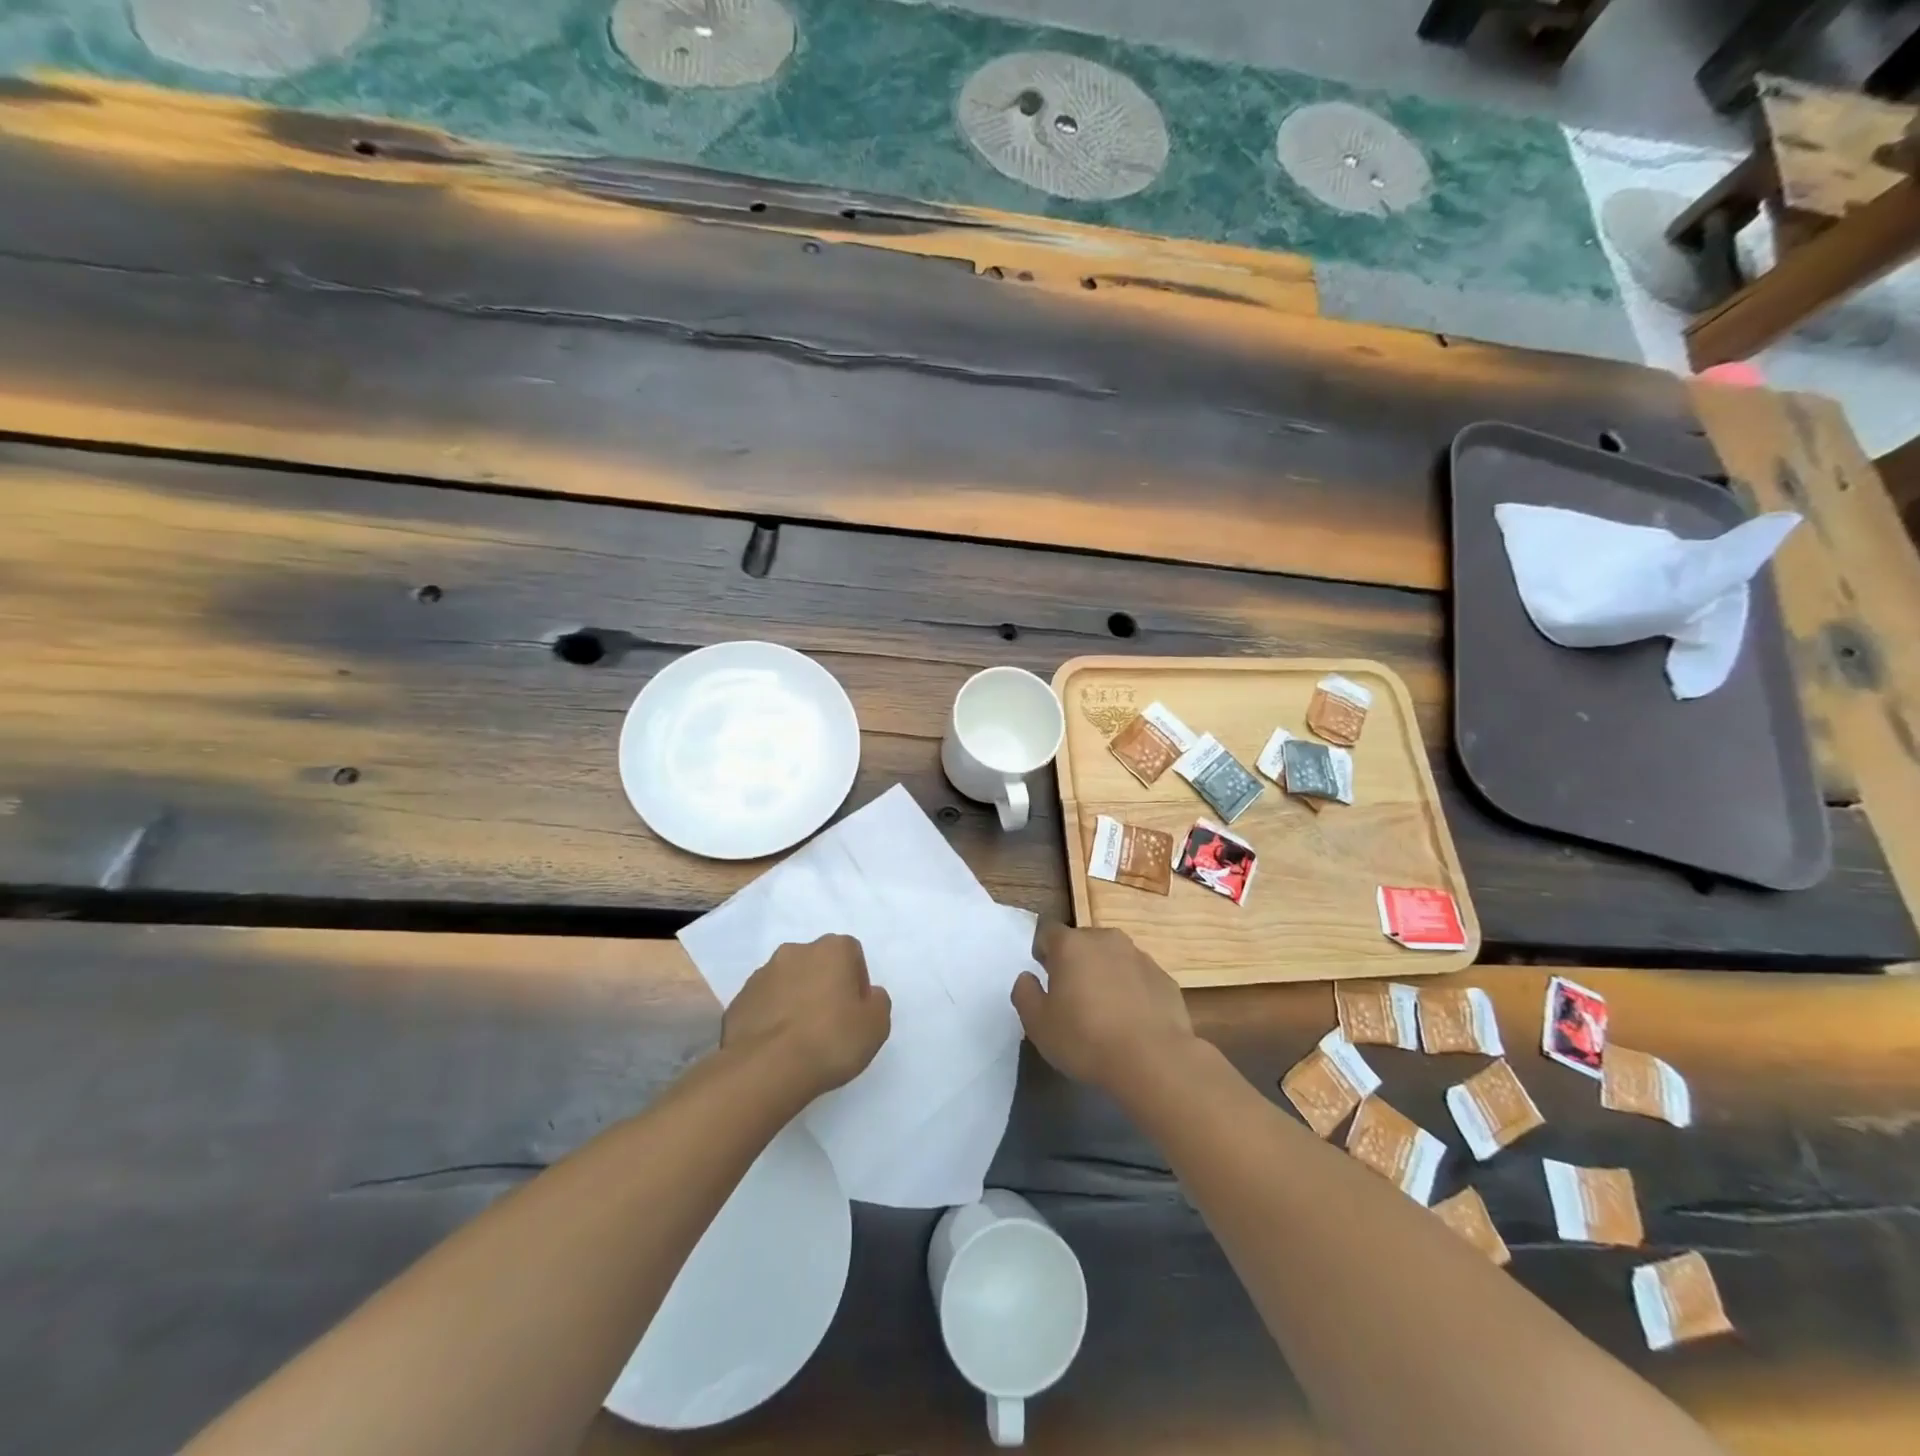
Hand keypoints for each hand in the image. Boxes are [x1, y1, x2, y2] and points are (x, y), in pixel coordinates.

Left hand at [722, 935, 891, 1102]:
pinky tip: (777, 1046)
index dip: (856, 983)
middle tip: (830, 1024)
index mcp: (832, 948)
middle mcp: (795, 951)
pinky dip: (772, 1017)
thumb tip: (867, 996)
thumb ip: (877, 1002)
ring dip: (796, 1000)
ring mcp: (762, 974)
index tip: (855, 1012)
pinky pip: (764, 1004)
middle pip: (817, 964)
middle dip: (824, 986)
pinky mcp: (739, 1000)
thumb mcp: (876, 1025)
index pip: (852, 954)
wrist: (765, 1068)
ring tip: (800, 1038)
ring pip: (788, 982)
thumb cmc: (830, 1040)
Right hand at [1012, 924, 1195, 1092]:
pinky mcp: (1164, 978)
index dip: (1042, 950)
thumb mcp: (1038, 1024)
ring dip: (1105, 974)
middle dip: (1075, 962)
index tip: (1044, 975)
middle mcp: (1106, 940)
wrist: (1153, 1060)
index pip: (1047, 931)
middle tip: (1071, 997)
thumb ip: (1025, 994)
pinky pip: (1138, 978)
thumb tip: (1027, 977)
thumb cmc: (1085, 1039)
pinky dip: (1132, 991)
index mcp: (1071, 945)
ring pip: (1113, 958)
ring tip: (1104, 1011)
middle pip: (1082, 942)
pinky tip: (1131, 1022)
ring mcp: (1140, 957)